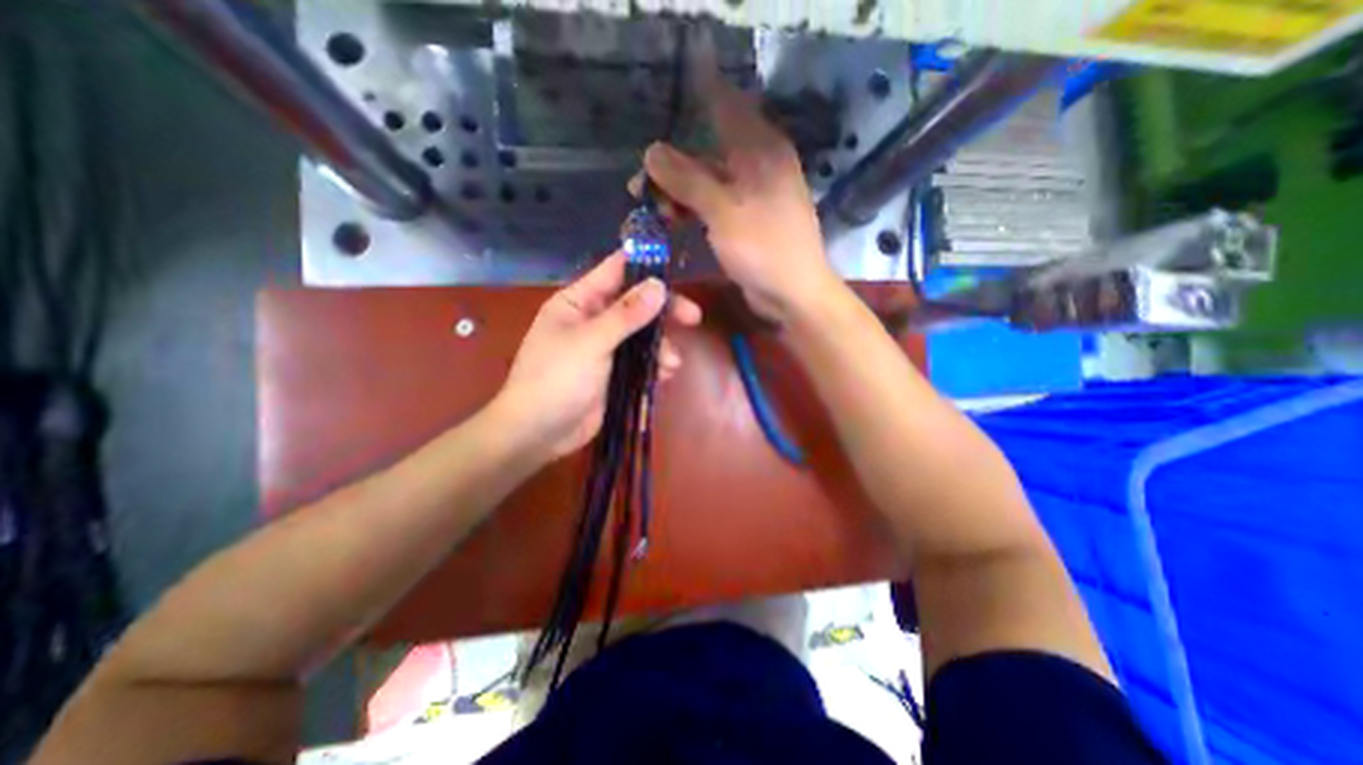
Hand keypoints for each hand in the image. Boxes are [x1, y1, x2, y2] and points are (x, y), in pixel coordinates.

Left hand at [494, 255, 701, 463]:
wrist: (539, 432)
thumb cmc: (556, 378)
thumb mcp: (591, 342)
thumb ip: (626, 314)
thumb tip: (658, 286)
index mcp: (579, 302)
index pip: (615, 272)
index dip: (644, 267)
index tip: (675, 273)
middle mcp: (593, 320)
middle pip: (636, 305)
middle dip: (664, 312)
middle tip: (693, 317)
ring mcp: (605, 347)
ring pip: (643, 335)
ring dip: (661, 346)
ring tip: (672, 364)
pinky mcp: (615, 372)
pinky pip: (641, 361)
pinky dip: (655, 366)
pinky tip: (665, 376)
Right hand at [637, 63, 841, 320]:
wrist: (793, 294)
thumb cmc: (763, 248)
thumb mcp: (723, 211)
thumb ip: (687, 180)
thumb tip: (651, 151)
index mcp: (762, 149)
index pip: (726, 105)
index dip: (697, 93)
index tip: (665, 94)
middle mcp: (759, 164)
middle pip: (710, 151)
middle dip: (674, 164)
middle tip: (641, 183)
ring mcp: (753, 195)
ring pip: (710, 181)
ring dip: (680, 191)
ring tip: (651, 207)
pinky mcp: (747, 221)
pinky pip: (716, 205)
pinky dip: (694, 209)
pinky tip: (673, 220)